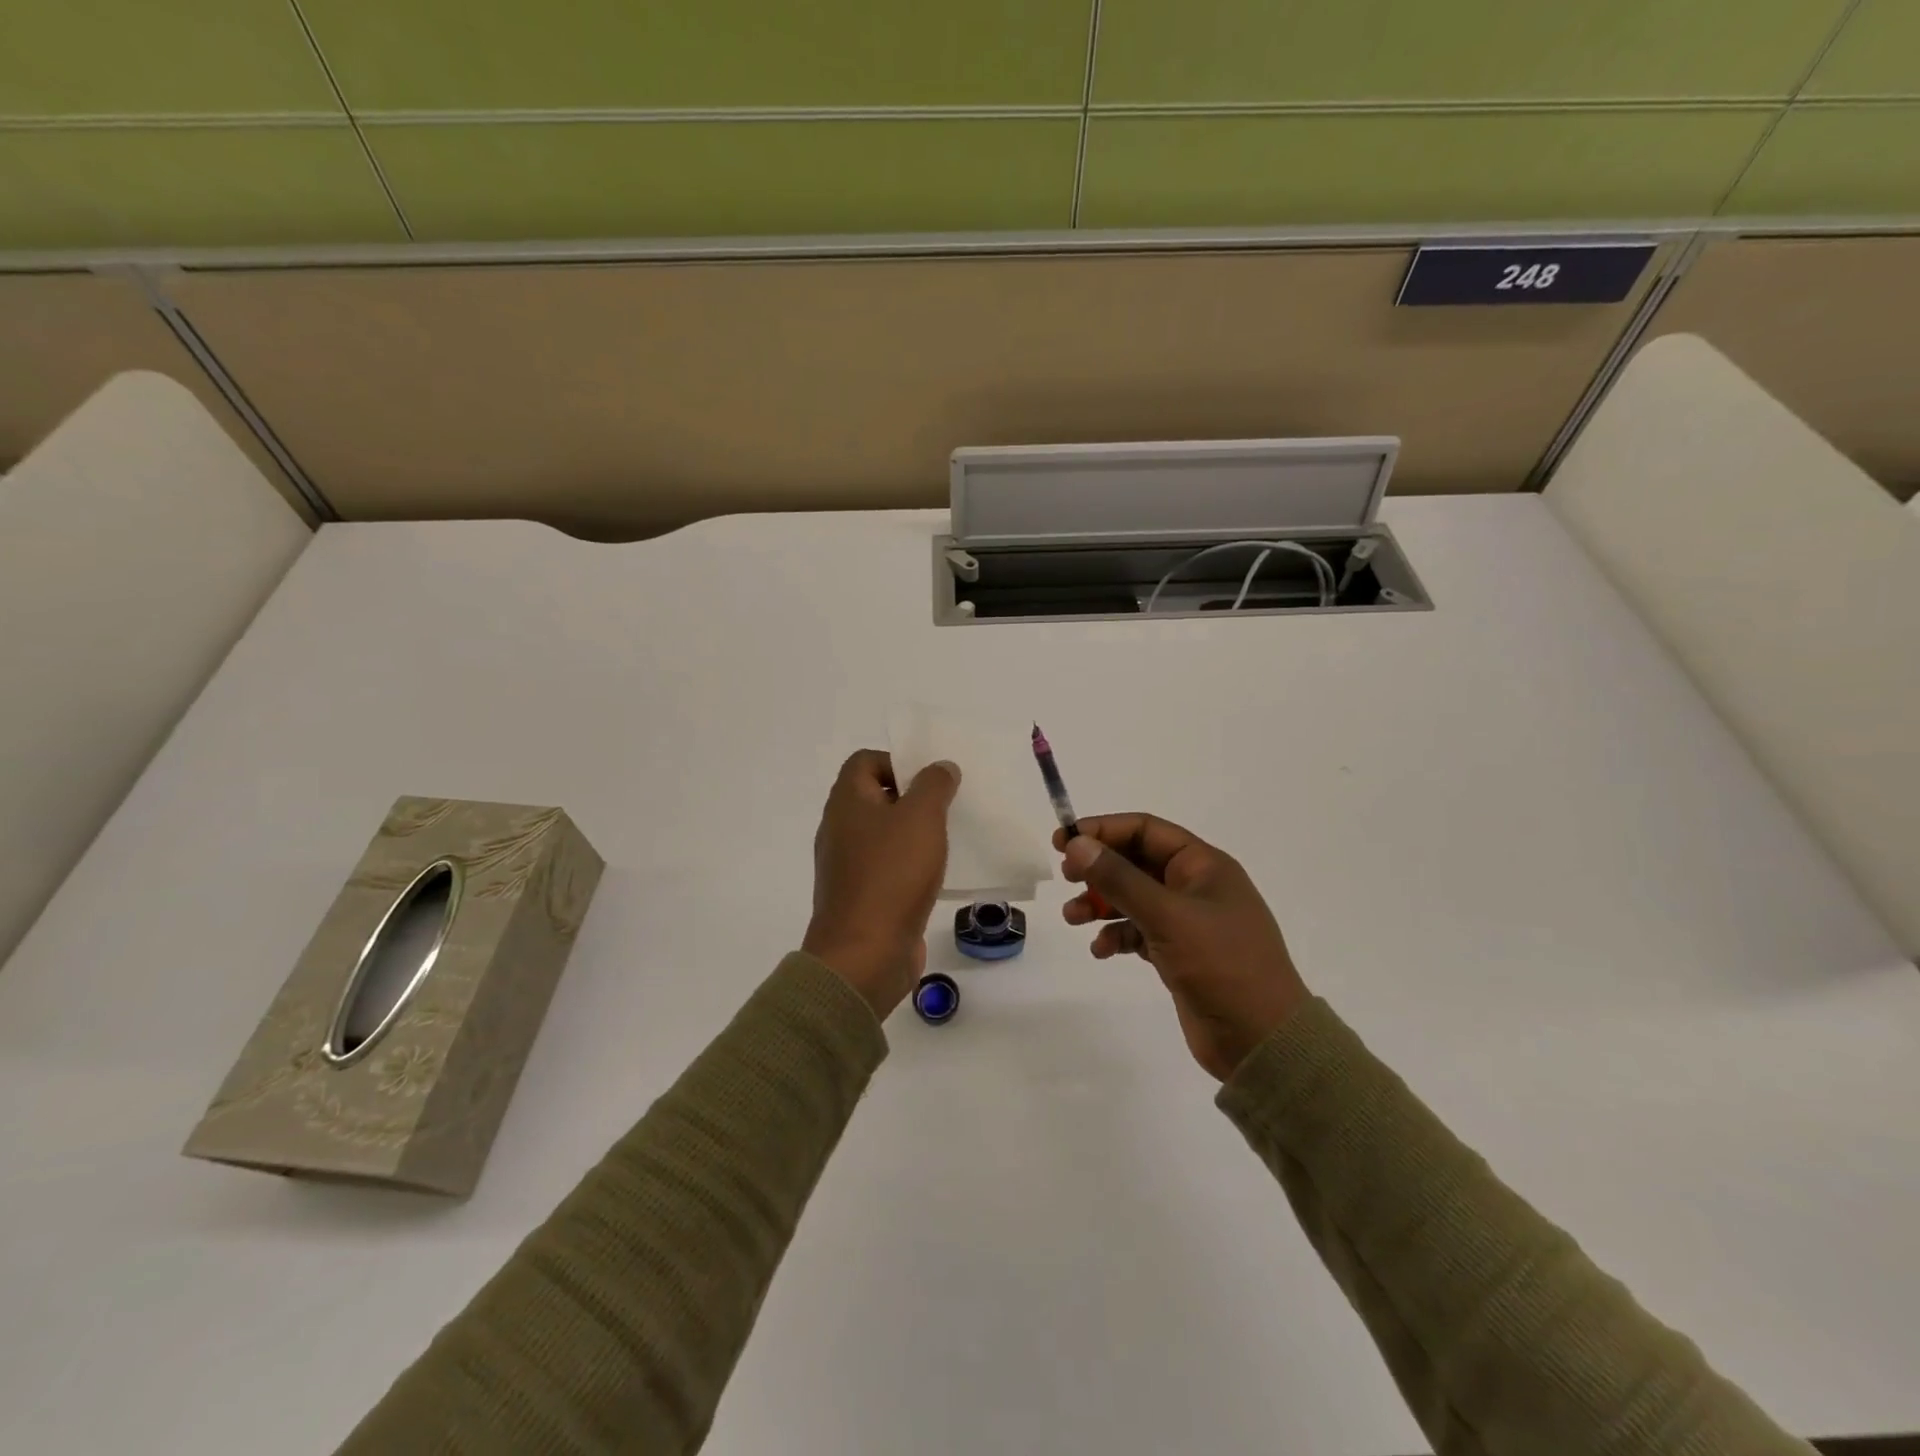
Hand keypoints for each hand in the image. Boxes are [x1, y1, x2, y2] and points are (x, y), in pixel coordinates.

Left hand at [802, 750, 960, 1019]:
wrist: (865, 955)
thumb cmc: (891, 875)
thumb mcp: (921, 818)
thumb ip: (934, 785)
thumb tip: (940, 767)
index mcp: (847, 802)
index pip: (865, 761)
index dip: (898, 761)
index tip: (930, 779)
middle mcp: (842, 829)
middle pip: (876, 797)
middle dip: (914, 797)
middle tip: (949, 804)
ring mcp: (850, 866)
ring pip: (886, 835)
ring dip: (916, 832)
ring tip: (952, 837)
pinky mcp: (863, 897)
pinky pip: (890, 868)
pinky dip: (912, 865)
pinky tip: (941, 874)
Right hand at [1056, 815, 1309, 1080]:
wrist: (1262, 1041)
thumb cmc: (1221, 965)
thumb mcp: (1167, 916)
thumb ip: (1119, 878)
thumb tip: (1077, 844)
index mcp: (1203, 866)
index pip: (1145, 830)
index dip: (1102, 830)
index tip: (1063, 841)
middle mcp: (1195, 887)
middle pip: (1135, 862)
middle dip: (1098, 869)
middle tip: (1066, 878)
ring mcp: (1187, 922)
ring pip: (1133, 898)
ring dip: (1100, 904)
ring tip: (1072, 918)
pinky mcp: (1179, 954)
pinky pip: (1138, 932)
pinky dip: (1116, 935)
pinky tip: (1101, 950)